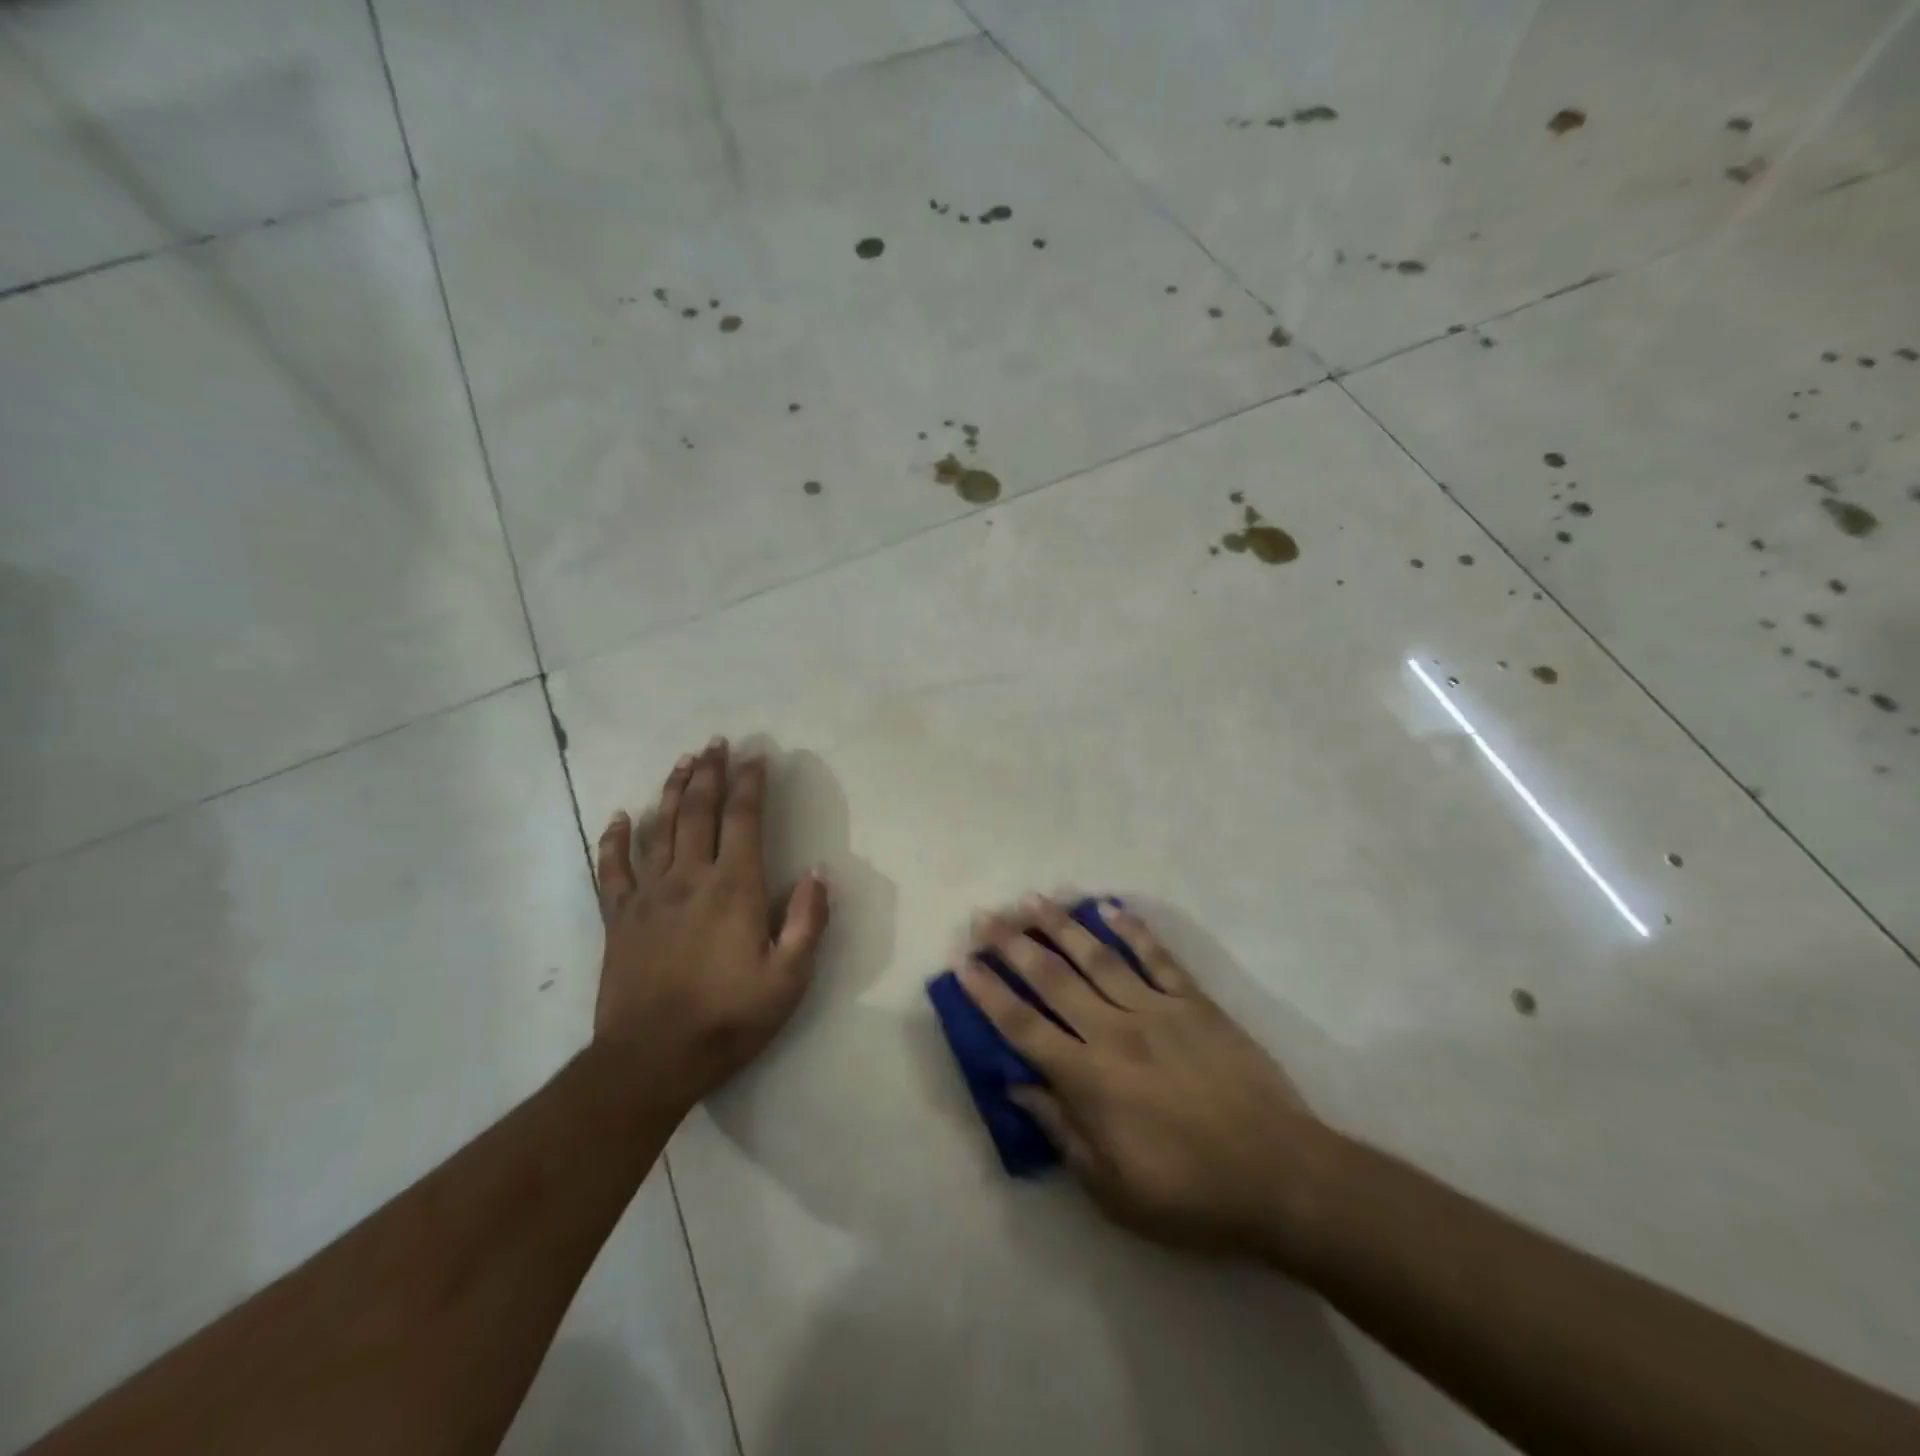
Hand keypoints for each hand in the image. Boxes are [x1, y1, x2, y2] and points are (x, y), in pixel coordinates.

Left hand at [594, 738, 828, 1110]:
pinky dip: (614, 839)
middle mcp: (690, 878)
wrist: (651, 1059)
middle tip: (716, 743)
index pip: (744, 820)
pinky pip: (612, 868)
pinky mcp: (619, 917)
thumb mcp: (789, 978)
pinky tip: (618, 816)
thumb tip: (819, 872)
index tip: (757, 756)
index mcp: (734, 888)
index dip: (751, 784)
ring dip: (672, 791)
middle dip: (710, 773)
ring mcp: (649, 895)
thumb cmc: (729, 1019)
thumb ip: (807, 921)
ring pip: (659, 828)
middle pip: (699, 811)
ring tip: (683, 762)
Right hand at [958, 897, 1335, 1260]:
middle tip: (986, 917)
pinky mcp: (1195, 1003)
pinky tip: (1110, 907)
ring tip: (1034, 899)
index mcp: (1089, 1079)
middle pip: (1052, 979)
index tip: (962, 962)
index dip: (988, 993)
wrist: (1281, 1176)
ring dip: (1062, 925)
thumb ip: (1061, 1131)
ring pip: (1098, 957)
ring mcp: (1157, 1010)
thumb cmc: (1190, 1194)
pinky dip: (1133, 930)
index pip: (1023, 1026)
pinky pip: (1157, 958)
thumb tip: (1017, 1086)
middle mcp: (1114, 1032)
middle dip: (1013, 945)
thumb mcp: (1112, 1188)